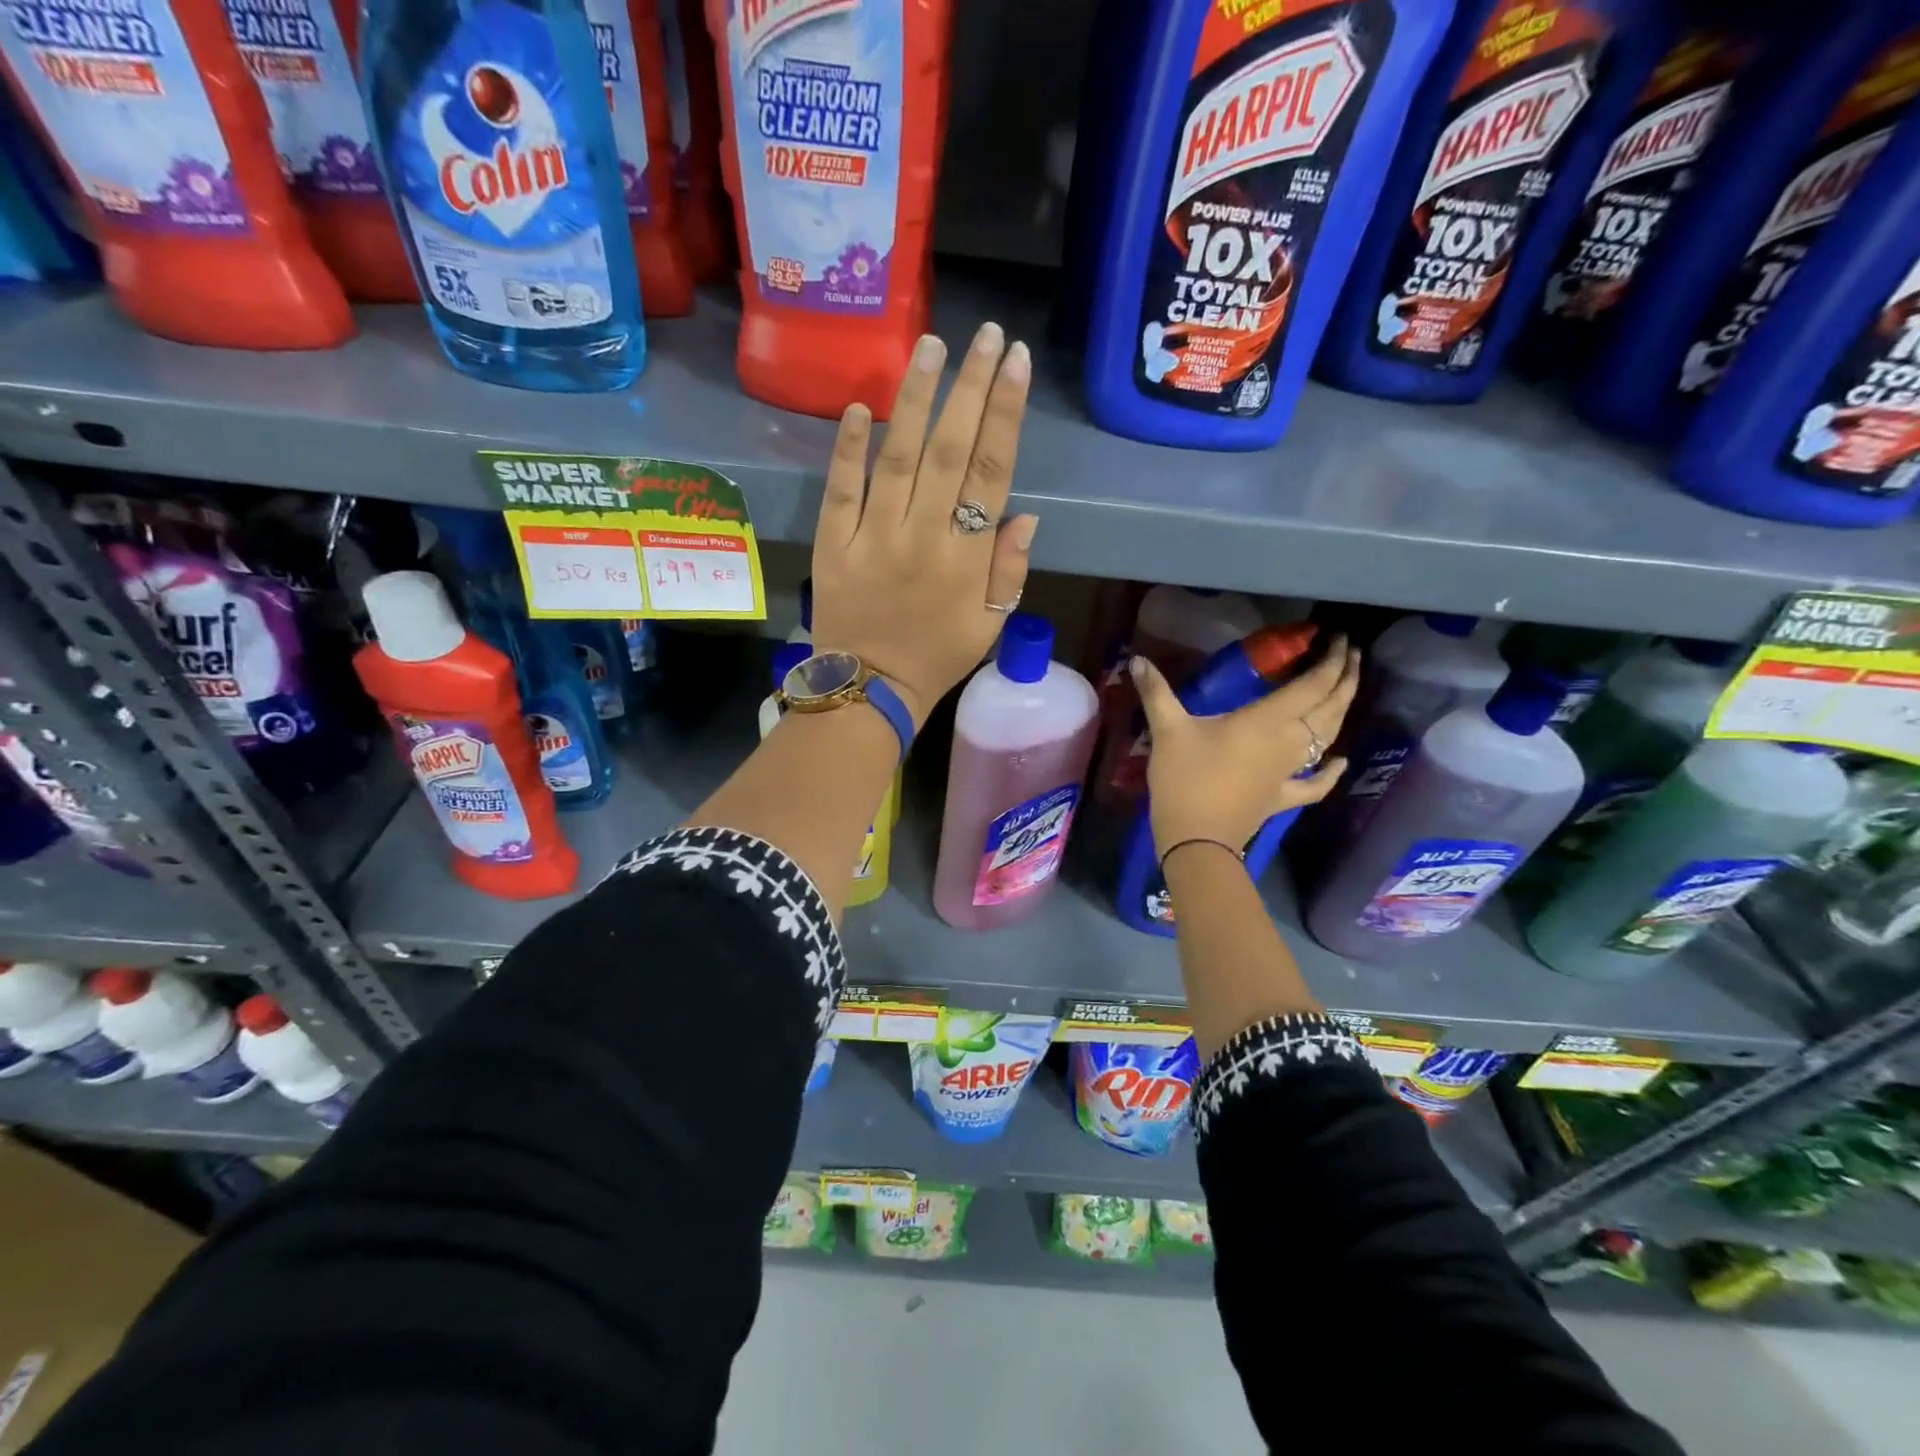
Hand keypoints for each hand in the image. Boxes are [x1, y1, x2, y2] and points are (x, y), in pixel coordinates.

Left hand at [809, 323, 1037, 725]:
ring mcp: (873, 537)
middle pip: (949, 451)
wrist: (869, 689)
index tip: (1014, 363)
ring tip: (930, 347)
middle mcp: (922, 537)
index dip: (1004, 414)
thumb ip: (1008, 570)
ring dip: (914, 400)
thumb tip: (1024, 514)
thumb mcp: (990, 624)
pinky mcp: (833, 543)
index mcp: (966, 559)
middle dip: (969, 389)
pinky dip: (847, 448)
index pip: (991, 473)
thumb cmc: (938, 657)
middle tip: (983, 335)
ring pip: (898, 458)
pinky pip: (840, 490)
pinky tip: (857, 406)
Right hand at [1133, 639, 1360, 857]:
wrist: (1195, 838)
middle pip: (1329, 707)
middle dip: (1346, 679)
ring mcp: (1289, 772)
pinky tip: (1340, 761)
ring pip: (1328, 737)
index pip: (1312, 685)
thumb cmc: (1184, 779)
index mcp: (1267, 720)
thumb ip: (1155, 692)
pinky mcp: (1282, 797)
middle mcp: (1288, 742)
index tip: (1341, 639)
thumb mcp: (1167, 730)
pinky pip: (1316, 783)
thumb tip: (1136, 659)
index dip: (1332, 661)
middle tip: (1353, 655)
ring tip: (1348, 689)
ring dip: (1342, 711)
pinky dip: (1331, 771)